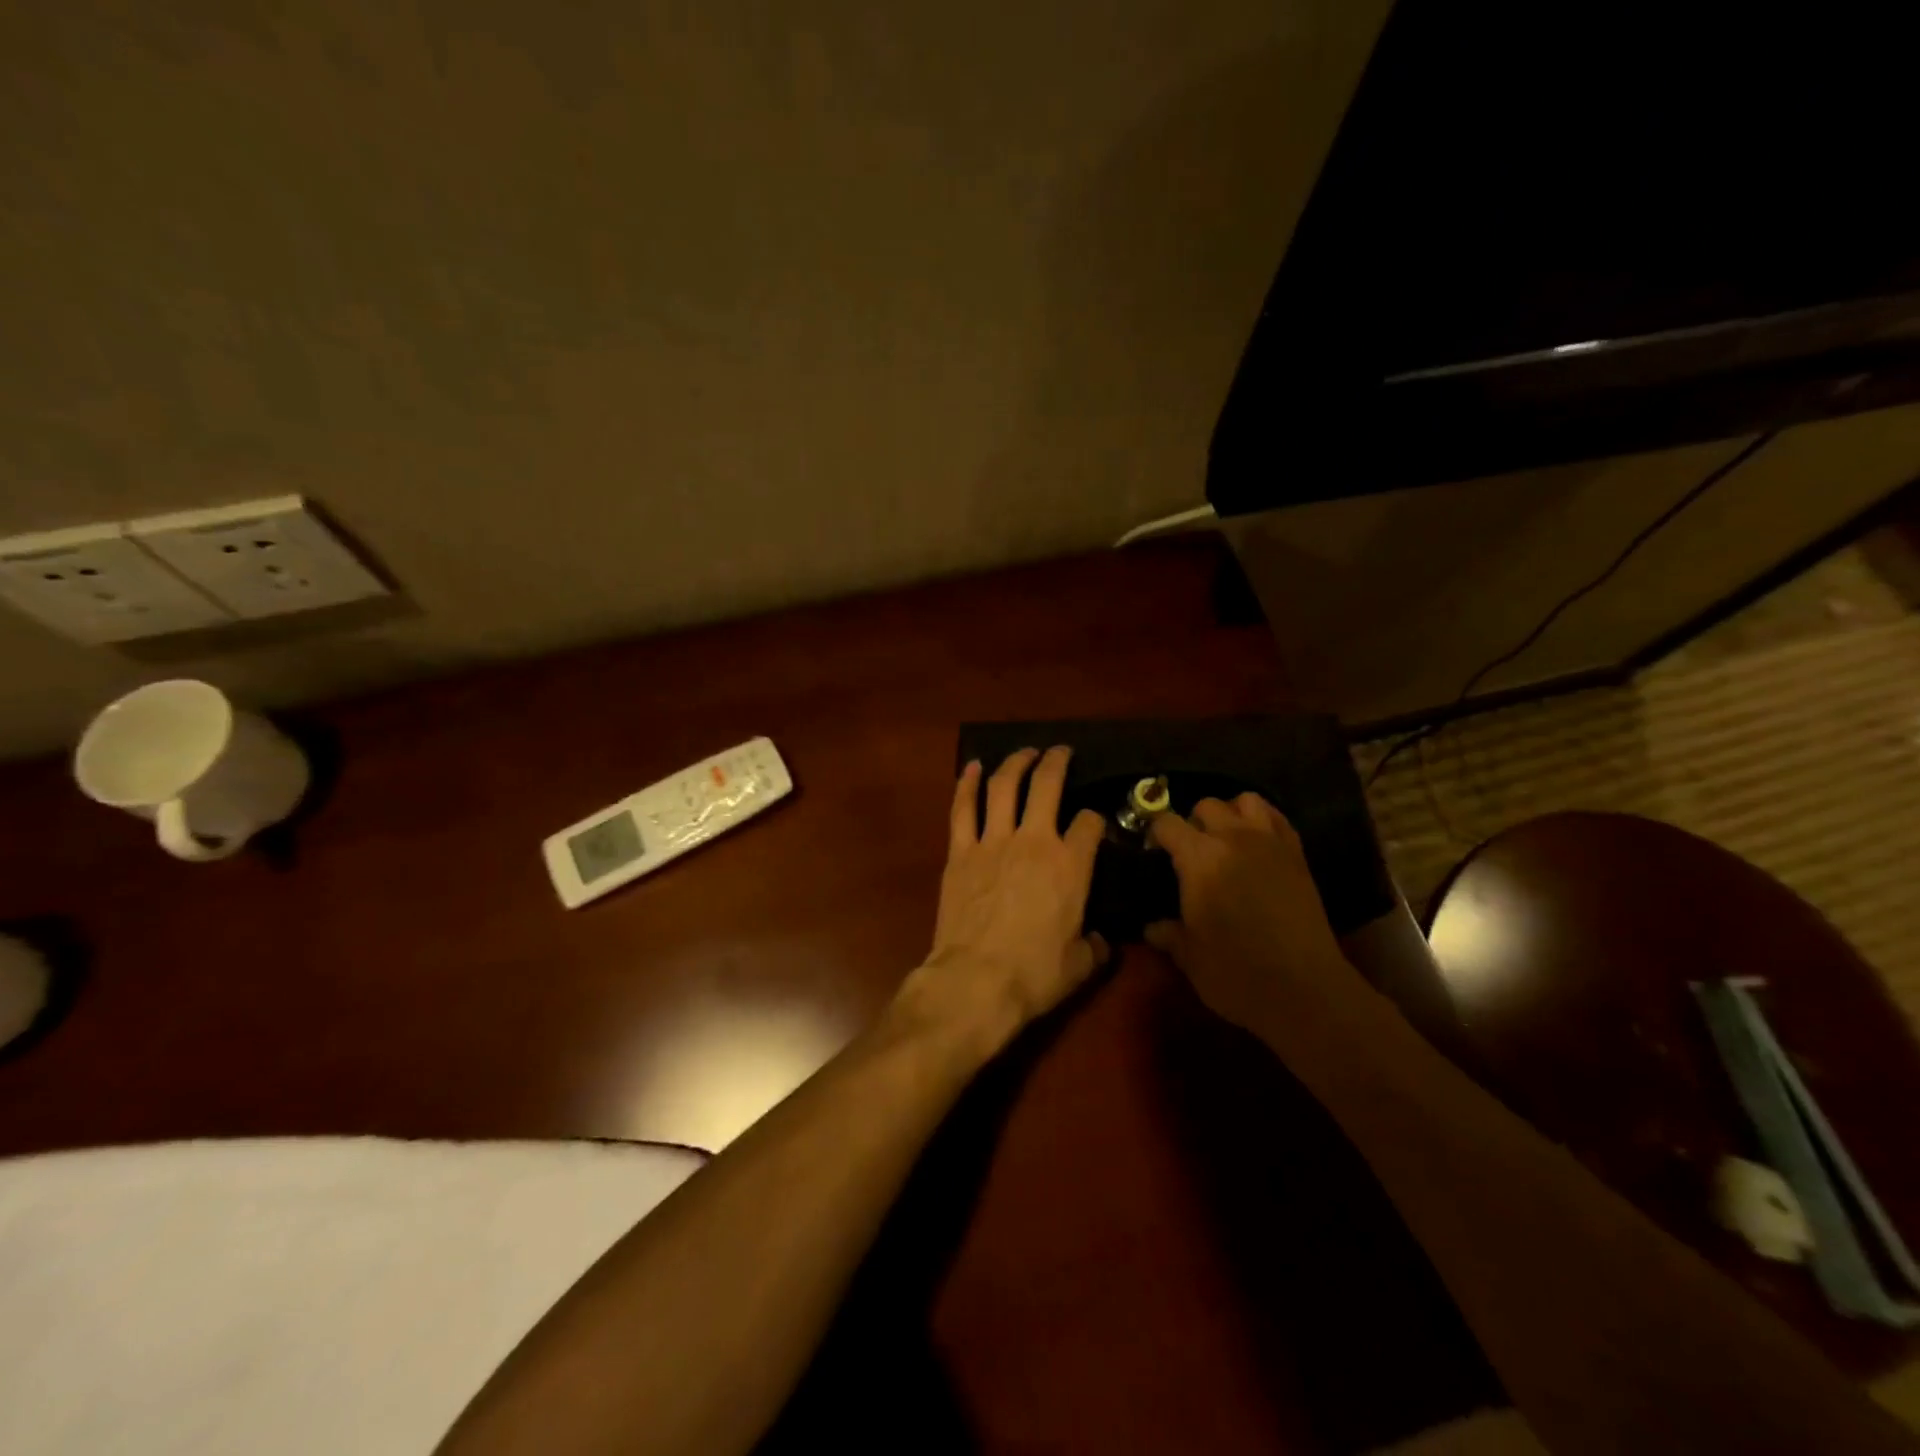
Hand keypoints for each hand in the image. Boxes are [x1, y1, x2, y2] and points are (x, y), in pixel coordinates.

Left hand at [899, 747, 1110, 1051]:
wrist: (975, 981)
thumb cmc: (1034, 974)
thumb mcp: (1080, 965)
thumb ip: (1095, 946)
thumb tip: (1101, 940)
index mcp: (1070, 865)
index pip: (1090, 824)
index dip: (1096, 820)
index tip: (1094, 825)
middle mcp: (1035, 841)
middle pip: (1048, 786)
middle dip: (1057, 762)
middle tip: (1061, 751)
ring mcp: (993, 842)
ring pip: (1004, 786)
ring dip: (1015, 763)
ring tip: (1025, 752)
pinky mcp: (960, 852)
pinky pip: (963, 808)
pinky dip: (967, 783)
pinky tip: (973, 766)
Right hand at [1145, 793, 1354, 1031]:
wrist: (1305, 990)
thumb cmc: (1236, 973)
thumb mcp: (1189, 957)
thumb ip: (1168, 934)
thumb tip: (1152, 927)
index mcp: (1198, 858)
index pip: (1166, 823)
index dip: (1155, 835)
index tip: (1152, 855)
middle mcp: (1233, 838)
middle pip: (1206, 805)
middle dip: (1192, 821)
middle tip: (1189, 852)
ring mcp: (1270, 844)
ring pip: (1246, 800)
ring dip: (1231, 814)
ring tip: (1226, 840)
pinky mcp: (1298, 857)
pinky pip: (1278, 819)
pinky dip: (1264, 822)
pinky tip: (1257, 845)